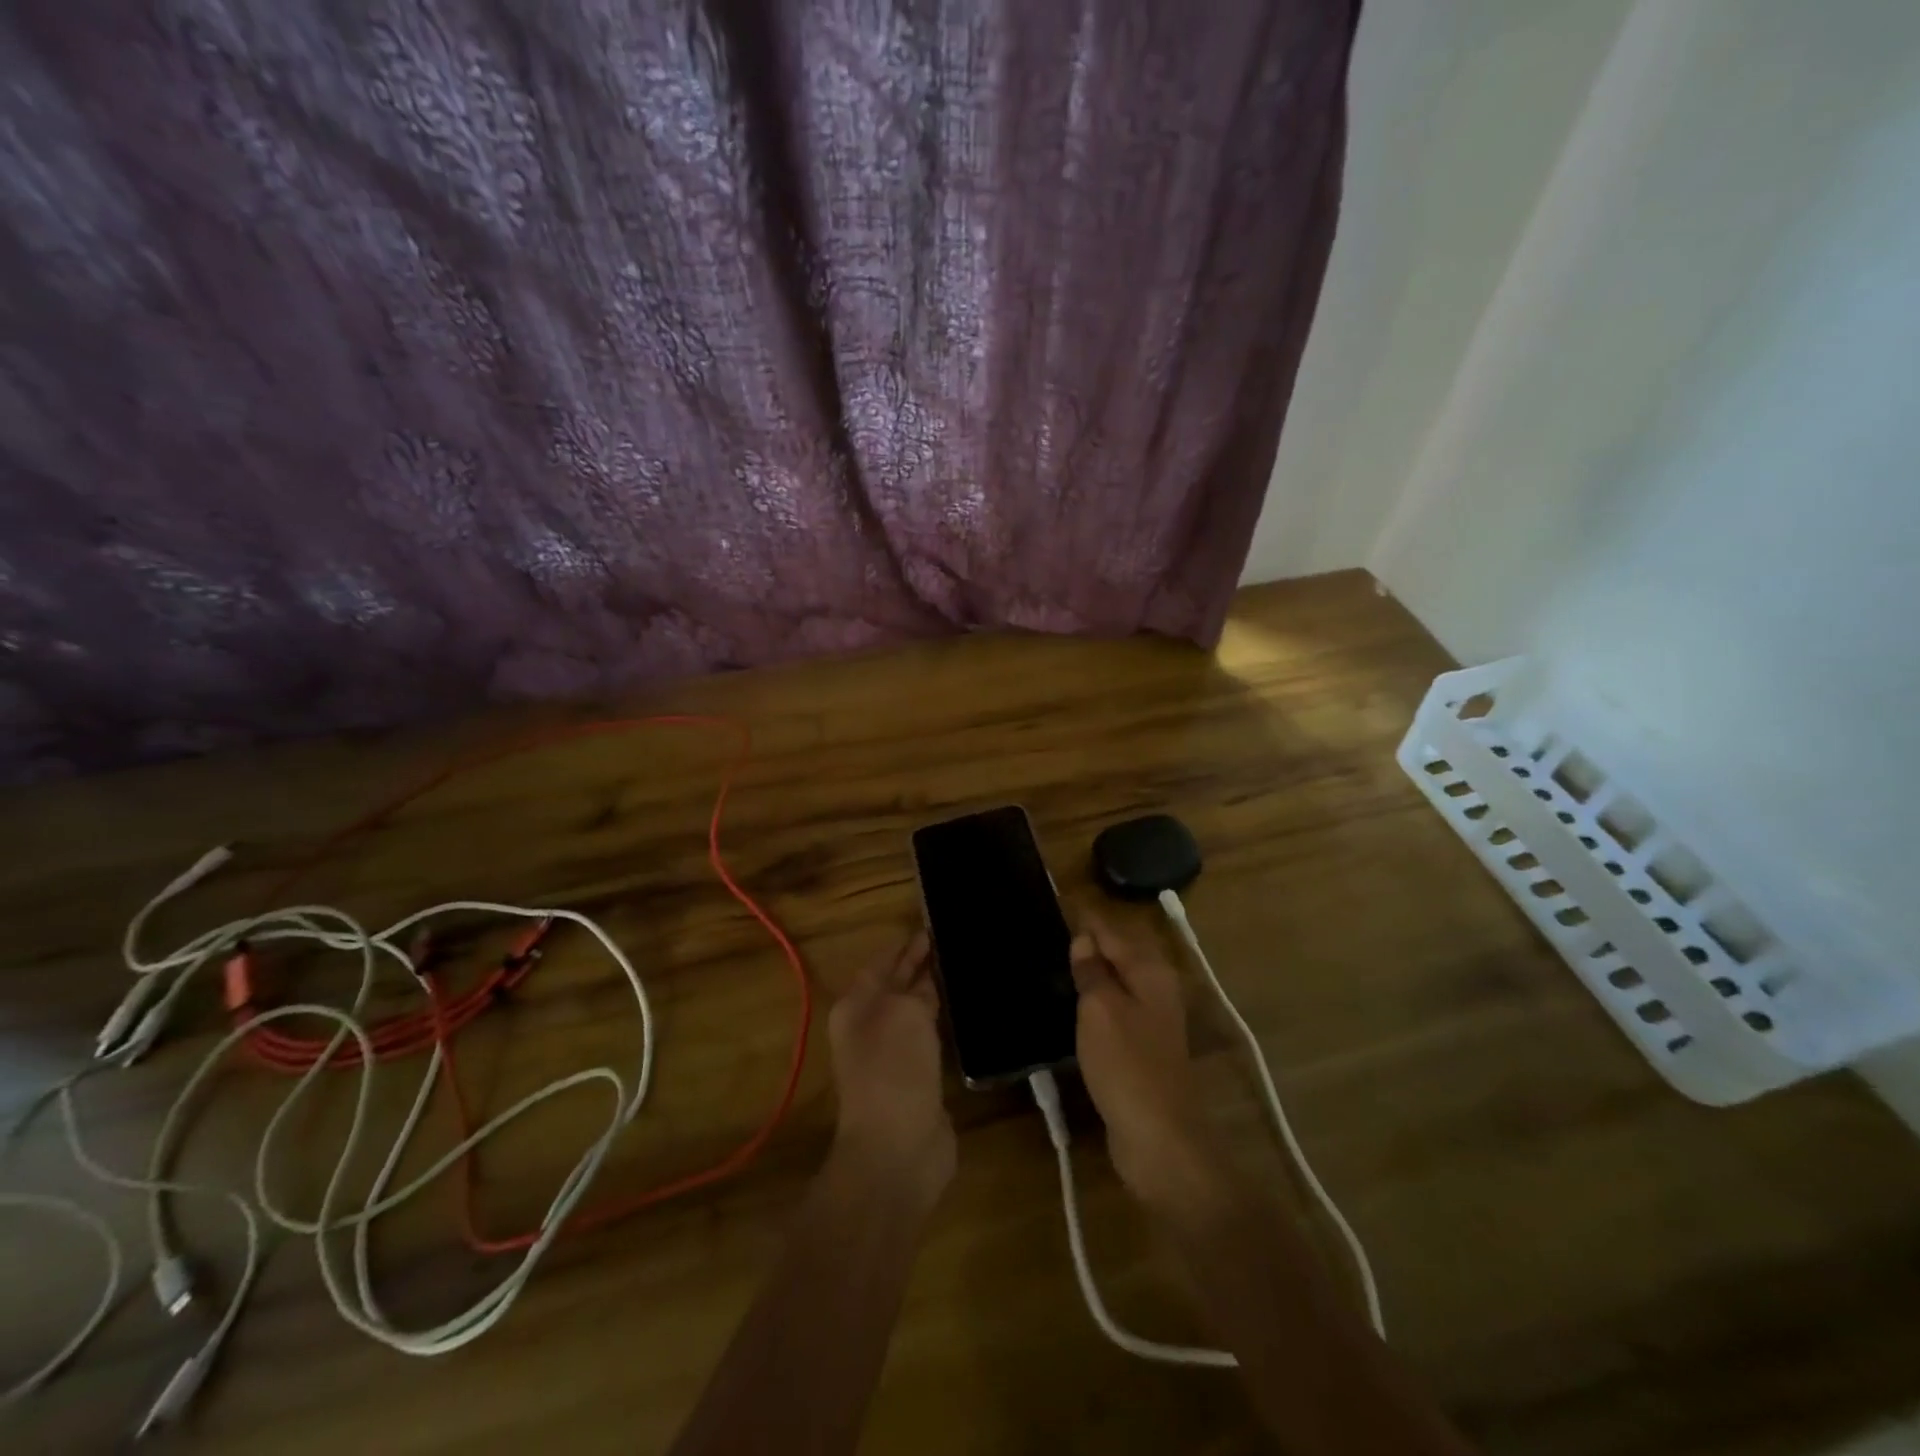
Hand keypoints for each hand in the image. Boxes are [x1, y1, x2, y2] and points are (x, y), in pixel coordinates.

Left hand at [827, 930, 954, 1207]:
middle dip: (922, 965)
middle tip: (956, 942)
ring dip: (936, 994)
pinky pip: (934, 1040)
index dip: (906, 944)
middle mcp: (872, 1026)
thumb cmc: (894, 1070)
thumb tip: (928, 977)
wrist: (897, 1150)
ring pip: (918, 1013)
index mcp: (857, 1005)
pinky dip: (947, 1024)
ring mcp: (895, 1055)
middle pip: (899, 986)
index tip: (935, 924)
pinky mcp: (919, 1080)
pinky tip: (969, 1012)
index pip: (883, 962)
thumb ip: (918, 988)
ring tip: (966, 970)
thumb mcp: (906, 1013)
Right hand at [1071, 912, 1214, 1206]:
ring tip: (1054, 964)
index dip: (1086, 919)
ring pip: (1117, 984)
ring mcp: (1152, 1021)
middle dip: (1089, 944)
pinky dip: (1095, 1002)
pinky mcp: (1142, 1049)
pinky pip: (1115, 1011)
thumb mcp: (1101, 1009)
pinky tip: (1072, 1007)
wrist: (1160, 1139)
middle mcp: (1157, 989)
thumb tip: (1084, 939)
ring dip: (1091, 974)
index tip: (1056, 903)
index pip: (1113, 932)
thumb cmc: (1128, 1064)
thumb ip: (1092, 971)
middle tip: (1049, 934)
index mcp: (1151, 972)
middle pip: (1119, 955)